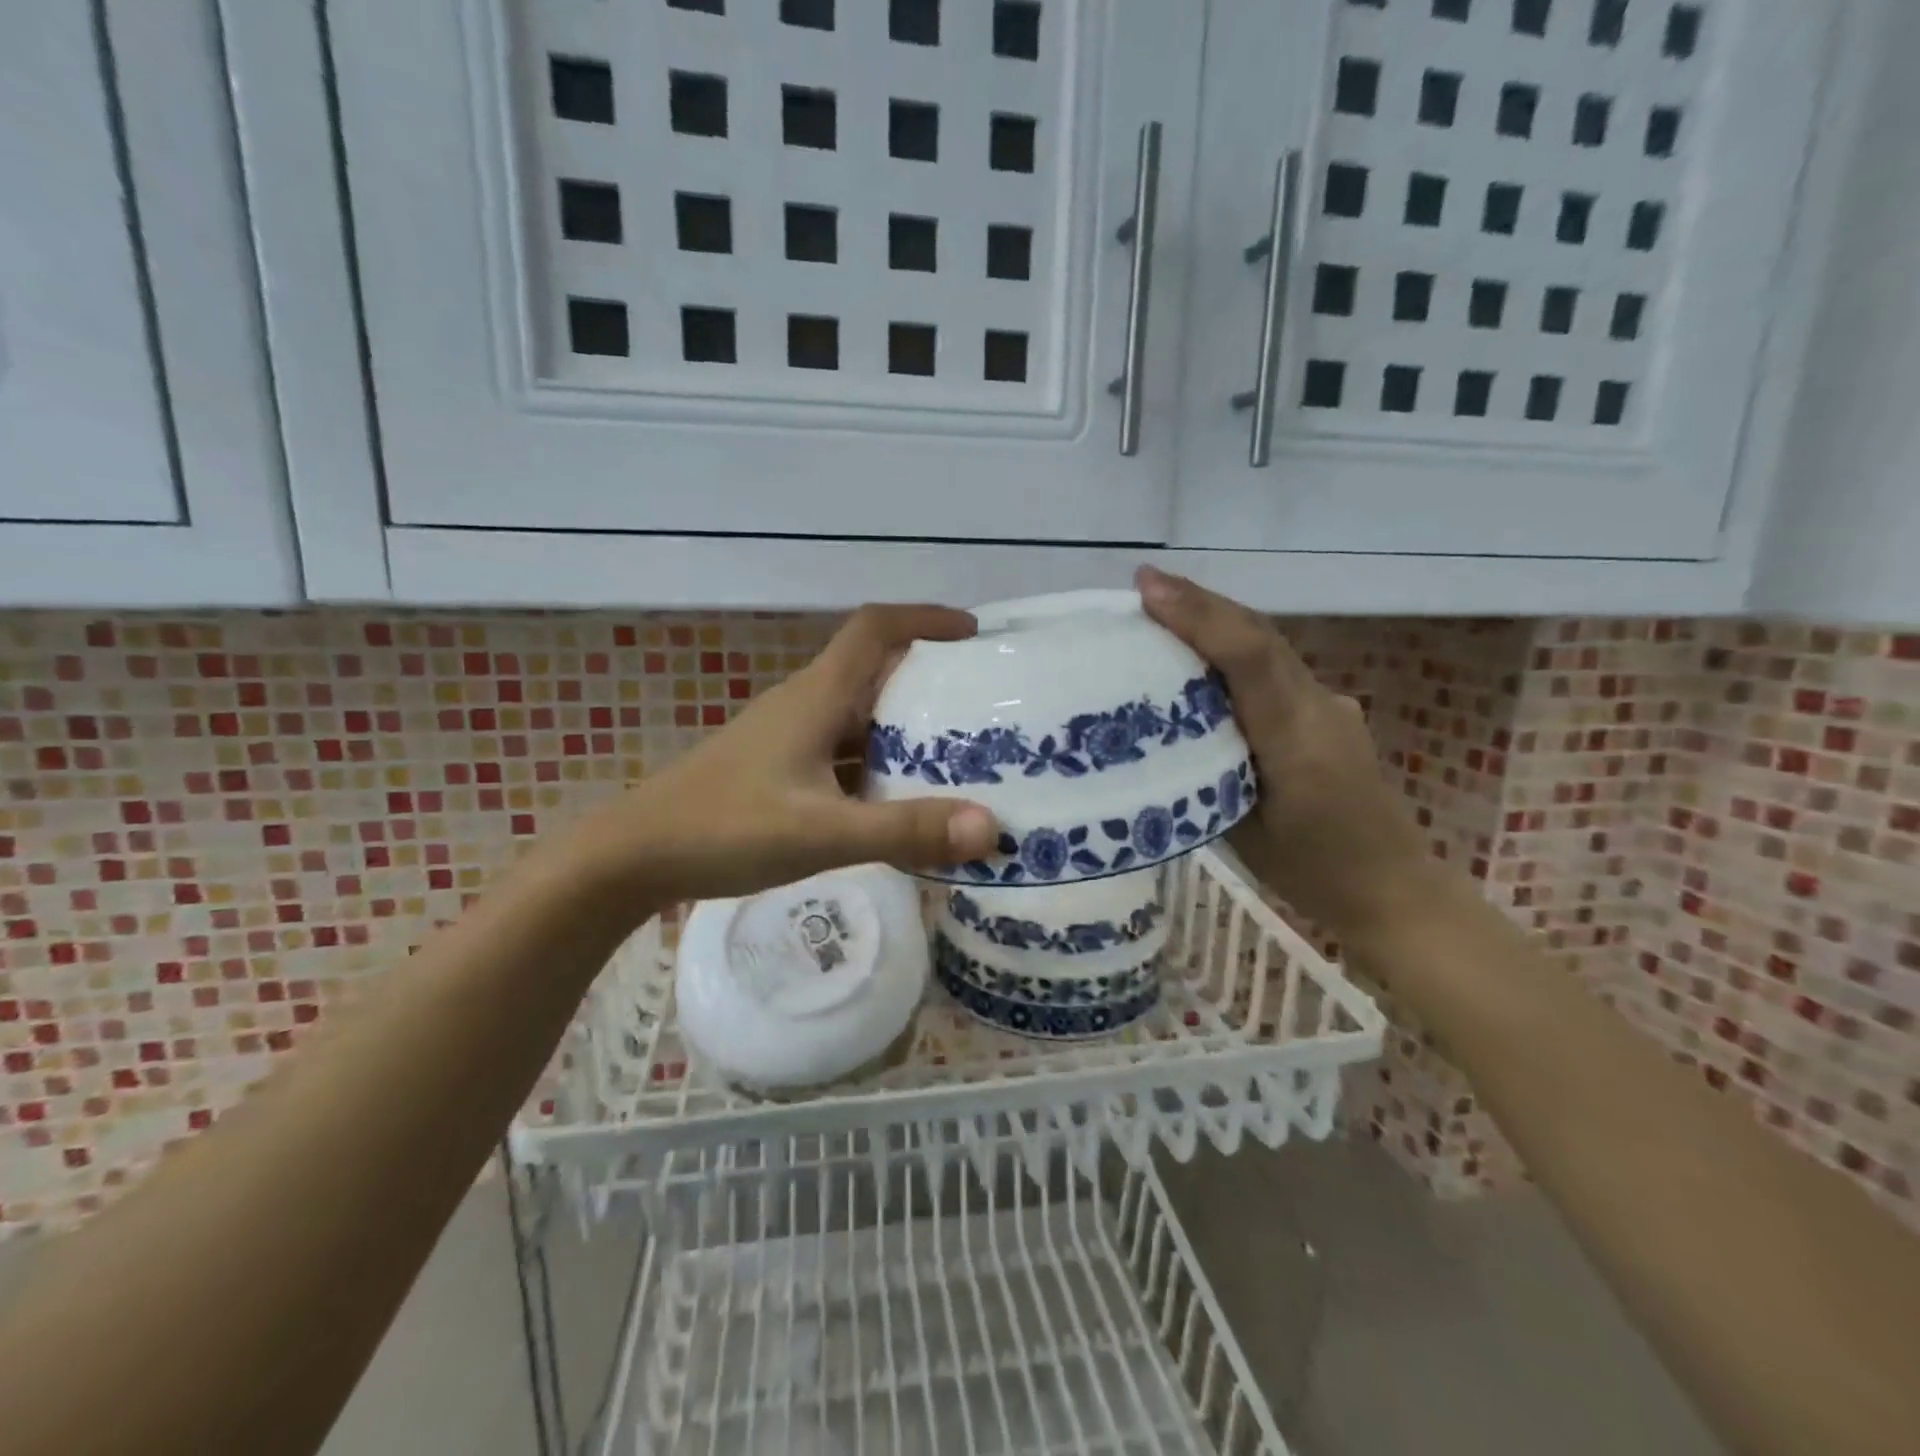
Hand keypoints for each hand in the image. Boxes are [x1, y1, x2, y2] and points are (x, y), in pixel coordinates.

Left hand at [570, 605, 999, 911]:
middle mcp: (803, 705)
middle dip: (927, 678)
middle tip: (979, 706)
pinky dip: (875, 763)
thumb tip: (991, 827)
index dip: (925, 619)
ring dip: (902, 726)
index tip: (973, 634)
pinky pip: (840, 751)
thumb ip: (904, 830)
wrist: (632, 856)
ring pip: (857, 716)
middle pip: (873, 670)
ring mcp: (786, 738)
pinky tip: (895, 799)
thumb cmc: (725, 829)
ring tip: (954, 754)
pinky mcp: (776, 769)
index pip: (875, 629)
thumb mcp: (822, 833)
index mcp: (816, 697)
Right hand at [1136, 566, 1435, 939]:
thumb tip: (1165, 730)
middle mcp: (1319, 707)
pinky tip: (1205, 658)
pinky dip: (1236, 649)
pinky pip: (1277, 669)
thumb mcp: (1241, 829)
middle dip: (1202, 603)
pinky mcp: (1330, 713)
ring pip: (1269, 647)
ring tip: (1164, 608)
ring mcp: (1330, 706)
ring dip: (1218, 621)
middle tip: (1146, 585)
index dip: (1199, 617)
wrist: (1394, 889)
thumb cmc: (1311, 872)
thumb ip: (1208, 769)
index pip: (1249, 658)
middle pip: (1260, 636)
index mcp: (1296, 739)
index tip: (1148, 590)